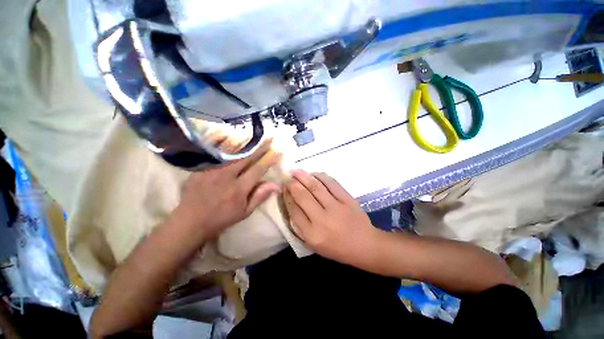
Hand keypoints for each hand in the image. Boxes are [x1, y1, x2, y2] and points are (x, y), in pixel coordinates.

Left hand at [171, 141, 280, 242]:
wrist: (190, 221)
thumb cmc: (222, 217)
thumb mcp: (245, 212)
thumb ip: (260, 196)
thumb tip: (277, 185)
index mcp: (239, 189)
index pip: (258, 169)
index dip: (269, 159)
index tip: (277, 150)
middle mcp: (226, 176)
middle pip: (246, 157)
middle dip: (260, 146)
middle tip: (269, 137)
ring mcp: (212, 170)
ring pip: (231, 151)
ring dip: (244, 141)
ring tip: (254, 133)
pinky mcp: (200, 167)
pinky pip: (214, 151)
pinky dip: (223, 141)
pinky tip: (230, 133)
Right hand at [283, 170, 379, 267]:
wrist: (365, 245)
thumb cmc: (337, 248)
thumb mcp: (314, 244)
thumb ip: (301, 227)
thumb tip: (292, 204)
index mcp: (312, 234)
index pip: (294, 211)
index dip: (287, 197)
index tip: (283, 189)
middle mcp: (322, 220)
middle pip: (303, 197)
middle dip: (293, 184)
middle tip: (287, 177)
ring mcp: (336, 208)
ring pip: (316, 187)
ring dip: (304, 177)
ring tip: (296, 171)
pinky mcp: (348, 199)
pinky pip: (332, 184)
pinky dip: (321, 176)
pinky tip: (314, 173)